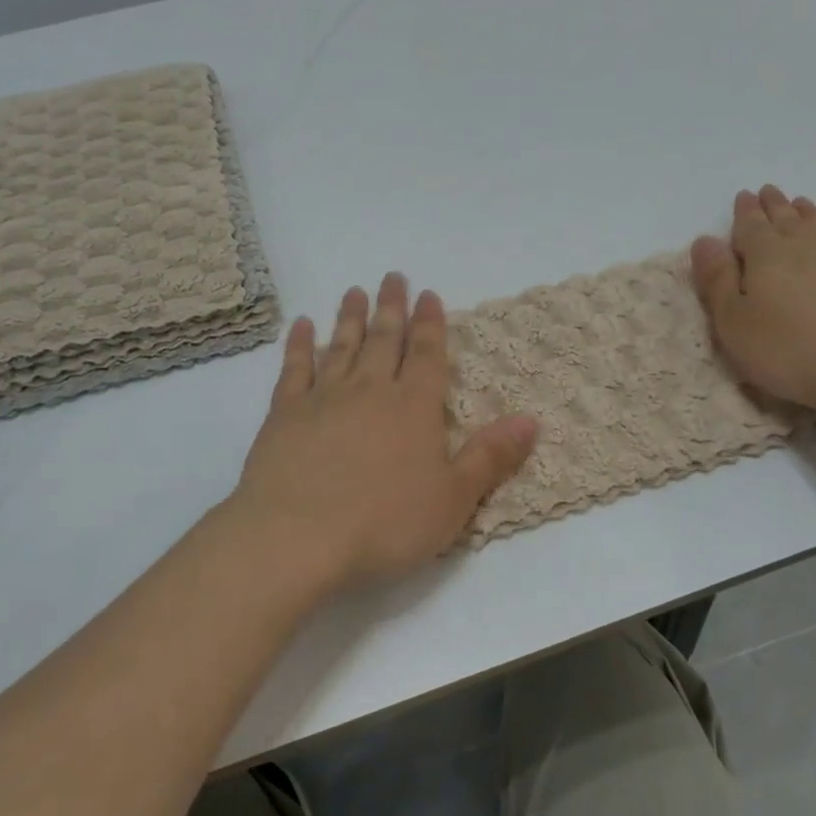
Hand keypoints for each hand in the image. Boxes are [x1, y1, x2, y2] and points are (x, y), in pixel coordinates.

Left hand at [231, 273, 537, 591]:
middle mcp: (370, 391)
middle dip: (392, 308)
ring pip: (341, 347)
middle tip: (393, 277)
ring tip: (354, 291)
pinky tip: (302, 326)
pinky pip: (294, 369)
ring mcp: (323, 399)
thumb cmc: (385, 524)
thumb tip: (531, 420)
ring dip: (350, 318)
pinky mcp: (284, 415)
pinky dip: (299, 345)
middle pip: (383, 340)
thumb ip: (490, 457)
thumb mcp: (453, 499)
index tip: (428, 294)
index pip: (426, 355)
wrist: (298, 538)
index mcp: (414, 408)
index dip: (430, 323)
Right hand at [690, 186, 815, 427]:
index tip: (743, 197)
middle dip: (774, 206)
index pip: (750, 226)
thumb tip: (705, 240)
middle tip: (768, 193)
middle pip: (787, 219)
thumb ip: (717, 281)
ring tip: (800, 205)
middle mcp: (808, 247)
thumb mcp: (734, 325)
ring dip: (806, 214)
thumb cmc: (792, 353)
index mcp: (767, 256)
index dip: (744, 212)